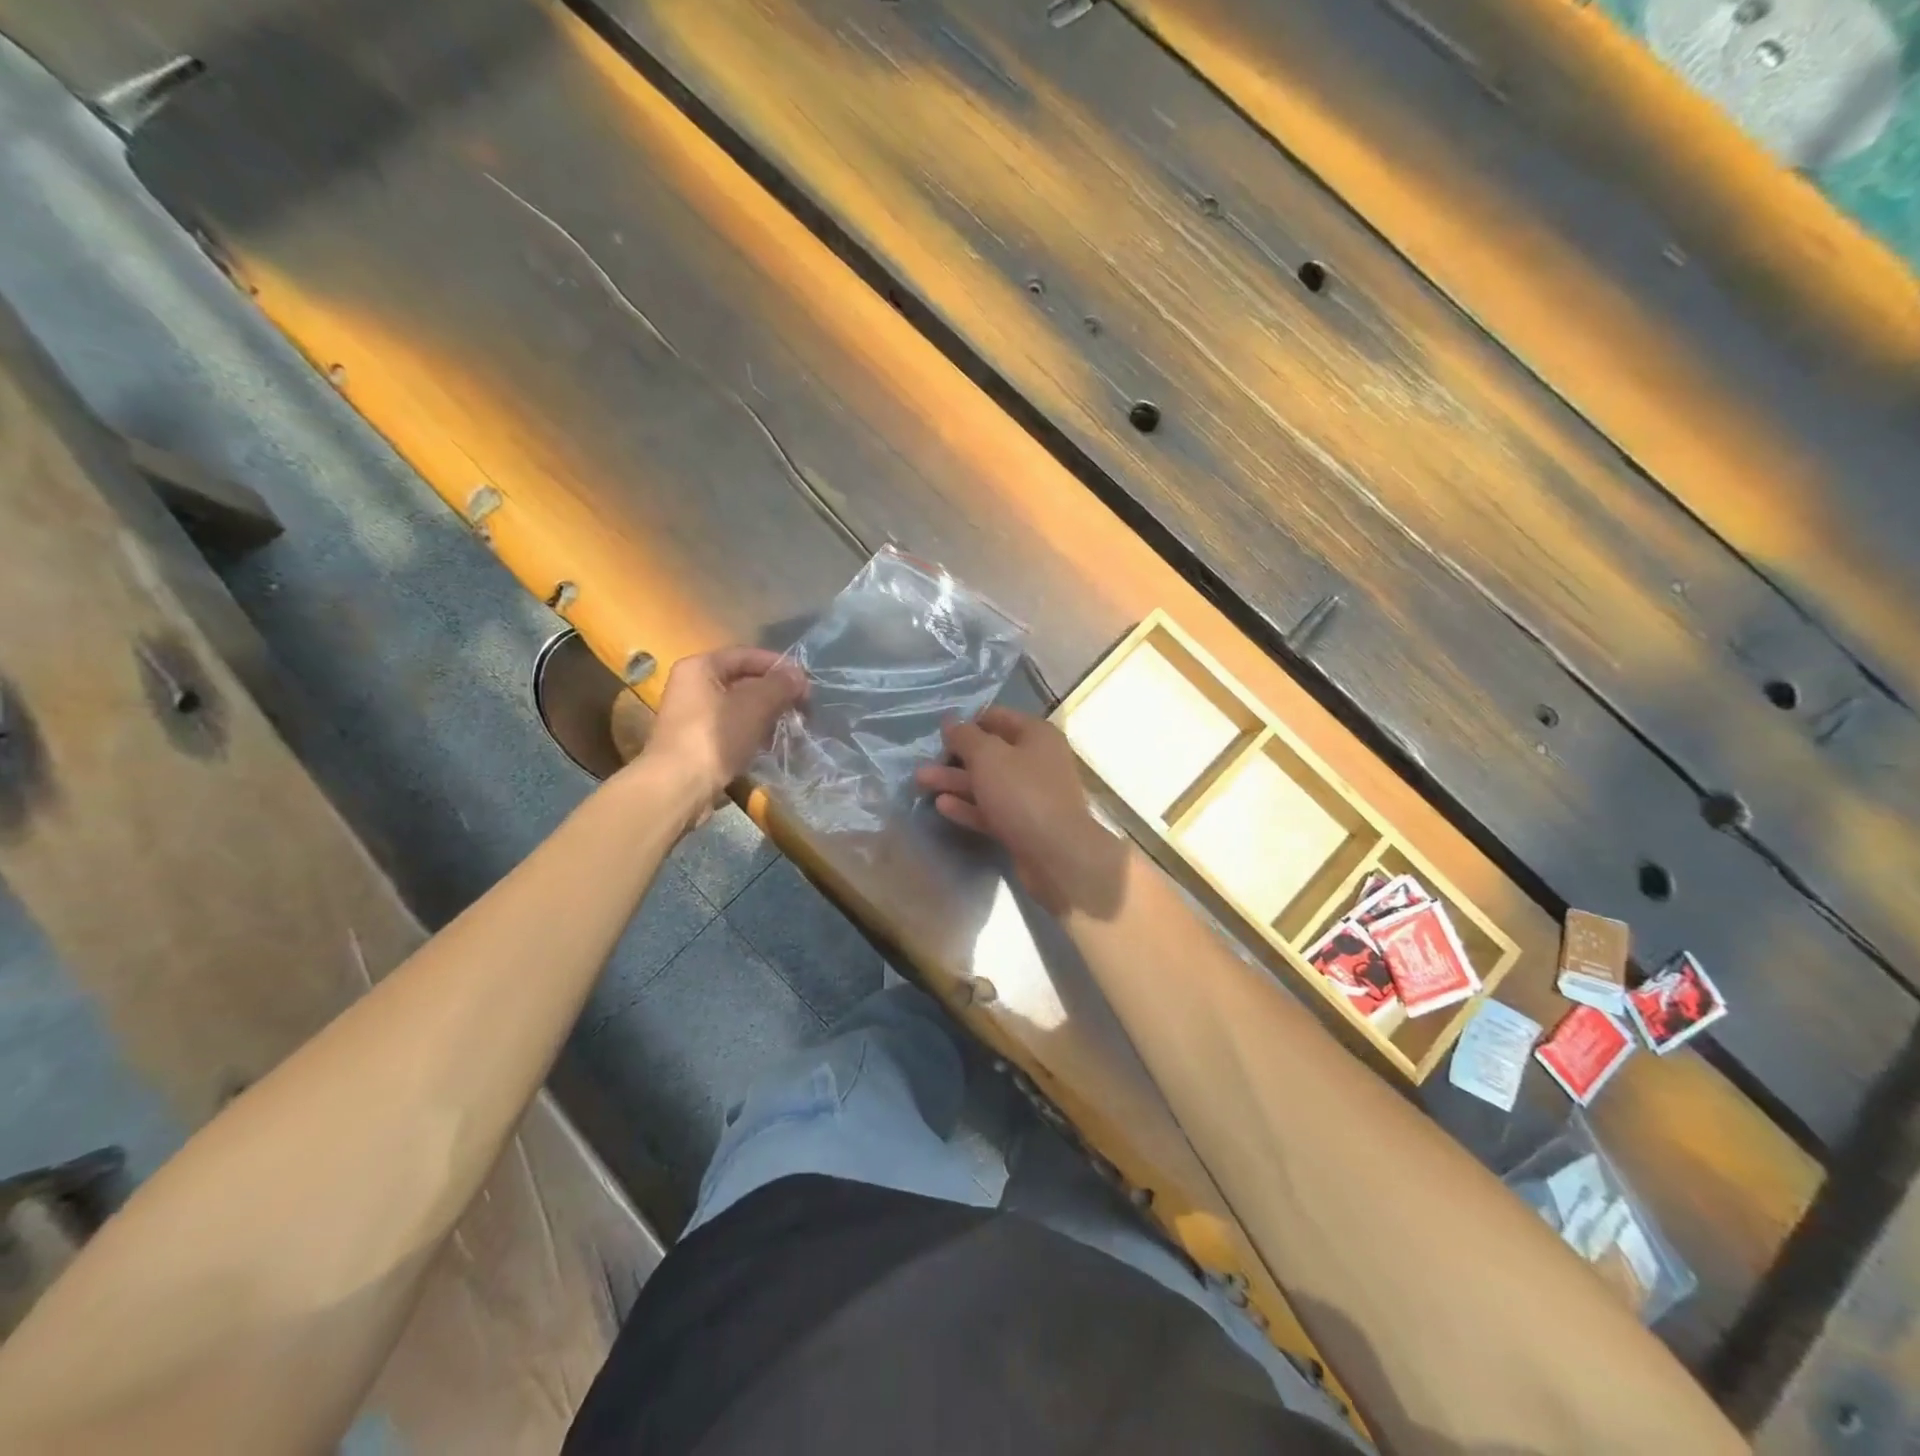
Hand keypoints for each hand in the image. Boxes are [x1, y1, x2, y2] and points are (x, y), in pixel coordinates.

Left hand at [636, 646, 805, 827]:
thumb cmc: (715, 736)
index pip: (747, 655)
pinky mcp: (695, 742)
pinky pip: (730, 728)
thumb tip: (798, 676)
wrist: (678, 787)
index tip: (805, 683)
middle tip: (802, 707)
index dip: (779, 666)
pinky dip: (752, 732)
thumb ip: (780, 685)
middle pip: (742, 680)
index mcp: (700, 667)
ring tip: (790, 726)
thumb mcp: (755, 705)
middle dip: (775, 692)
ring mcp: (692, 716)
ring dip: (766, 714)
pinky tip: (769, 745)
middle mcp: (691, 685)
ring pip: (738, 706)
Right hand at [915, 707, 1128, 915]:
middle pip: (991, 753)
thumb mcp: (988, 756)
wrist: (1057, 854)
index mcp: (1036, 735)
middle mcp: (1037, 761)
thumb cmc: (1023, 793)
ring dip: (955, 782)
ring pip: (988, 783)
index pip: (998, 717)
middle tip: (923, 762)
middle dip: (955, 757)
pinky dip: (968, 806)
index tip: (939, 733)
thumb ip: (966, 737)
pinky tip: (941, 806)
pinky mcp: (1024, 825)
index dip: (968, 722)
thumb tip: (951, 722)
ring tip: (920, 782)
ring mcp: (1032, 795)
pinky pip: (992, 810)